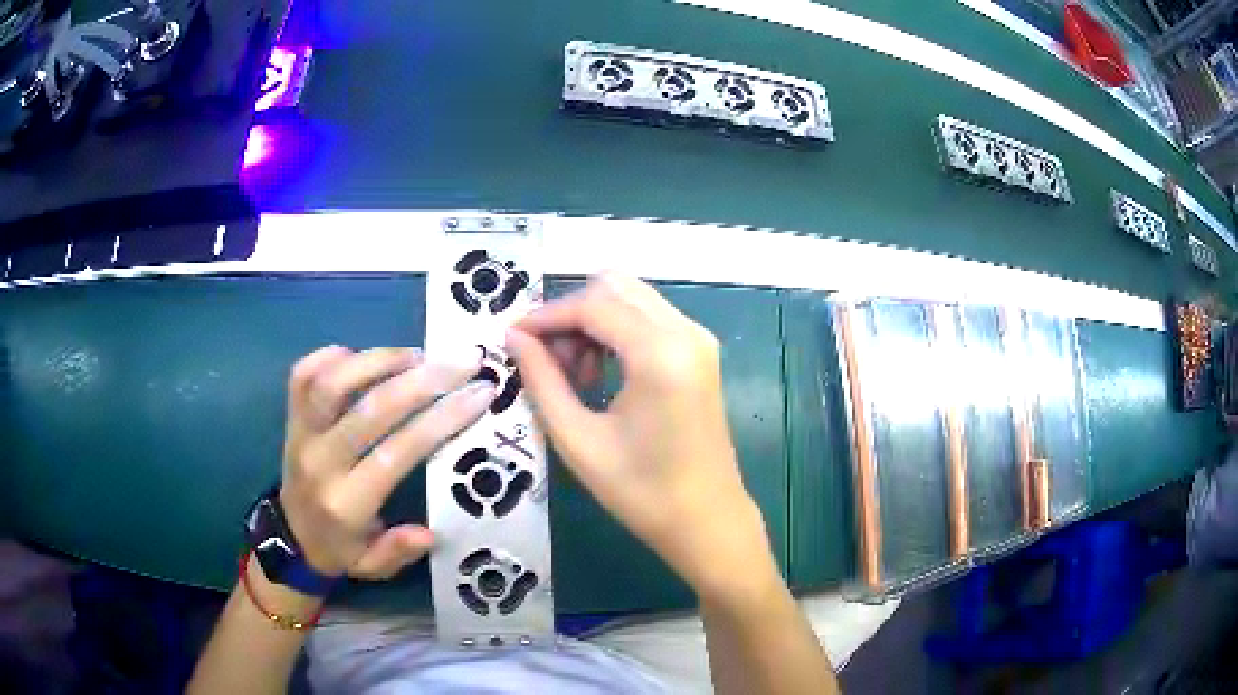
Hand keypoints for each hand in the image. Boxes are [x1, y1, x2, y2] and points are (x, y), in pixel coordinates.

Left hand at [278, 347, 495, 580]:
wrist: (290, 537)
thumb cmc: (340, 549)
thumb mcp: (372, 567)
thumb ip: (397, 551)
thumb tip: (429, 532)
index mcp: (346, 504)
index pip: (396, 453)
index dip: (440, 420)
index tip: (479, 394)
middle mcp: (320, 462)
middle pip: (370, 409)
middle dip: (424, 380)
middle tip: (463, 362)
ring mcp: (300, 434)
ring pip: (332, 382)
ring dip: (378, 360)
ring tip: (418, 356)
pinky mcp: (290, 417)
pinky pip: (303, 374)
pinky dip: (333, 356)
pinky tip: (366, 356)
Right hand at [506, 274, 771, 597]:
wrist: (706, 520)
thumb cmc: (642, 492)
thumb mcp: (578, 440)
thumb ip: (542, 381)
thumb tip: (514, 338)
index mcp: (660, 354)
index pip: (592, 304)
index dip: (545, 315)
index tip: (512, 338)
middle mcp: (686, 332)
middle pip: (613, 286)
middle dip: (570, 314)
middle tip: (546, 360)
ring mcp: (698, 339)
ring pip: (630, 298)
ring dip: (592, 322)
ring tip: (572, 376)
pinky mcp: (700, 351)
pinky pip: (648, 318)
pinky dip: (615, 332)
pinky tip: (599, 374)